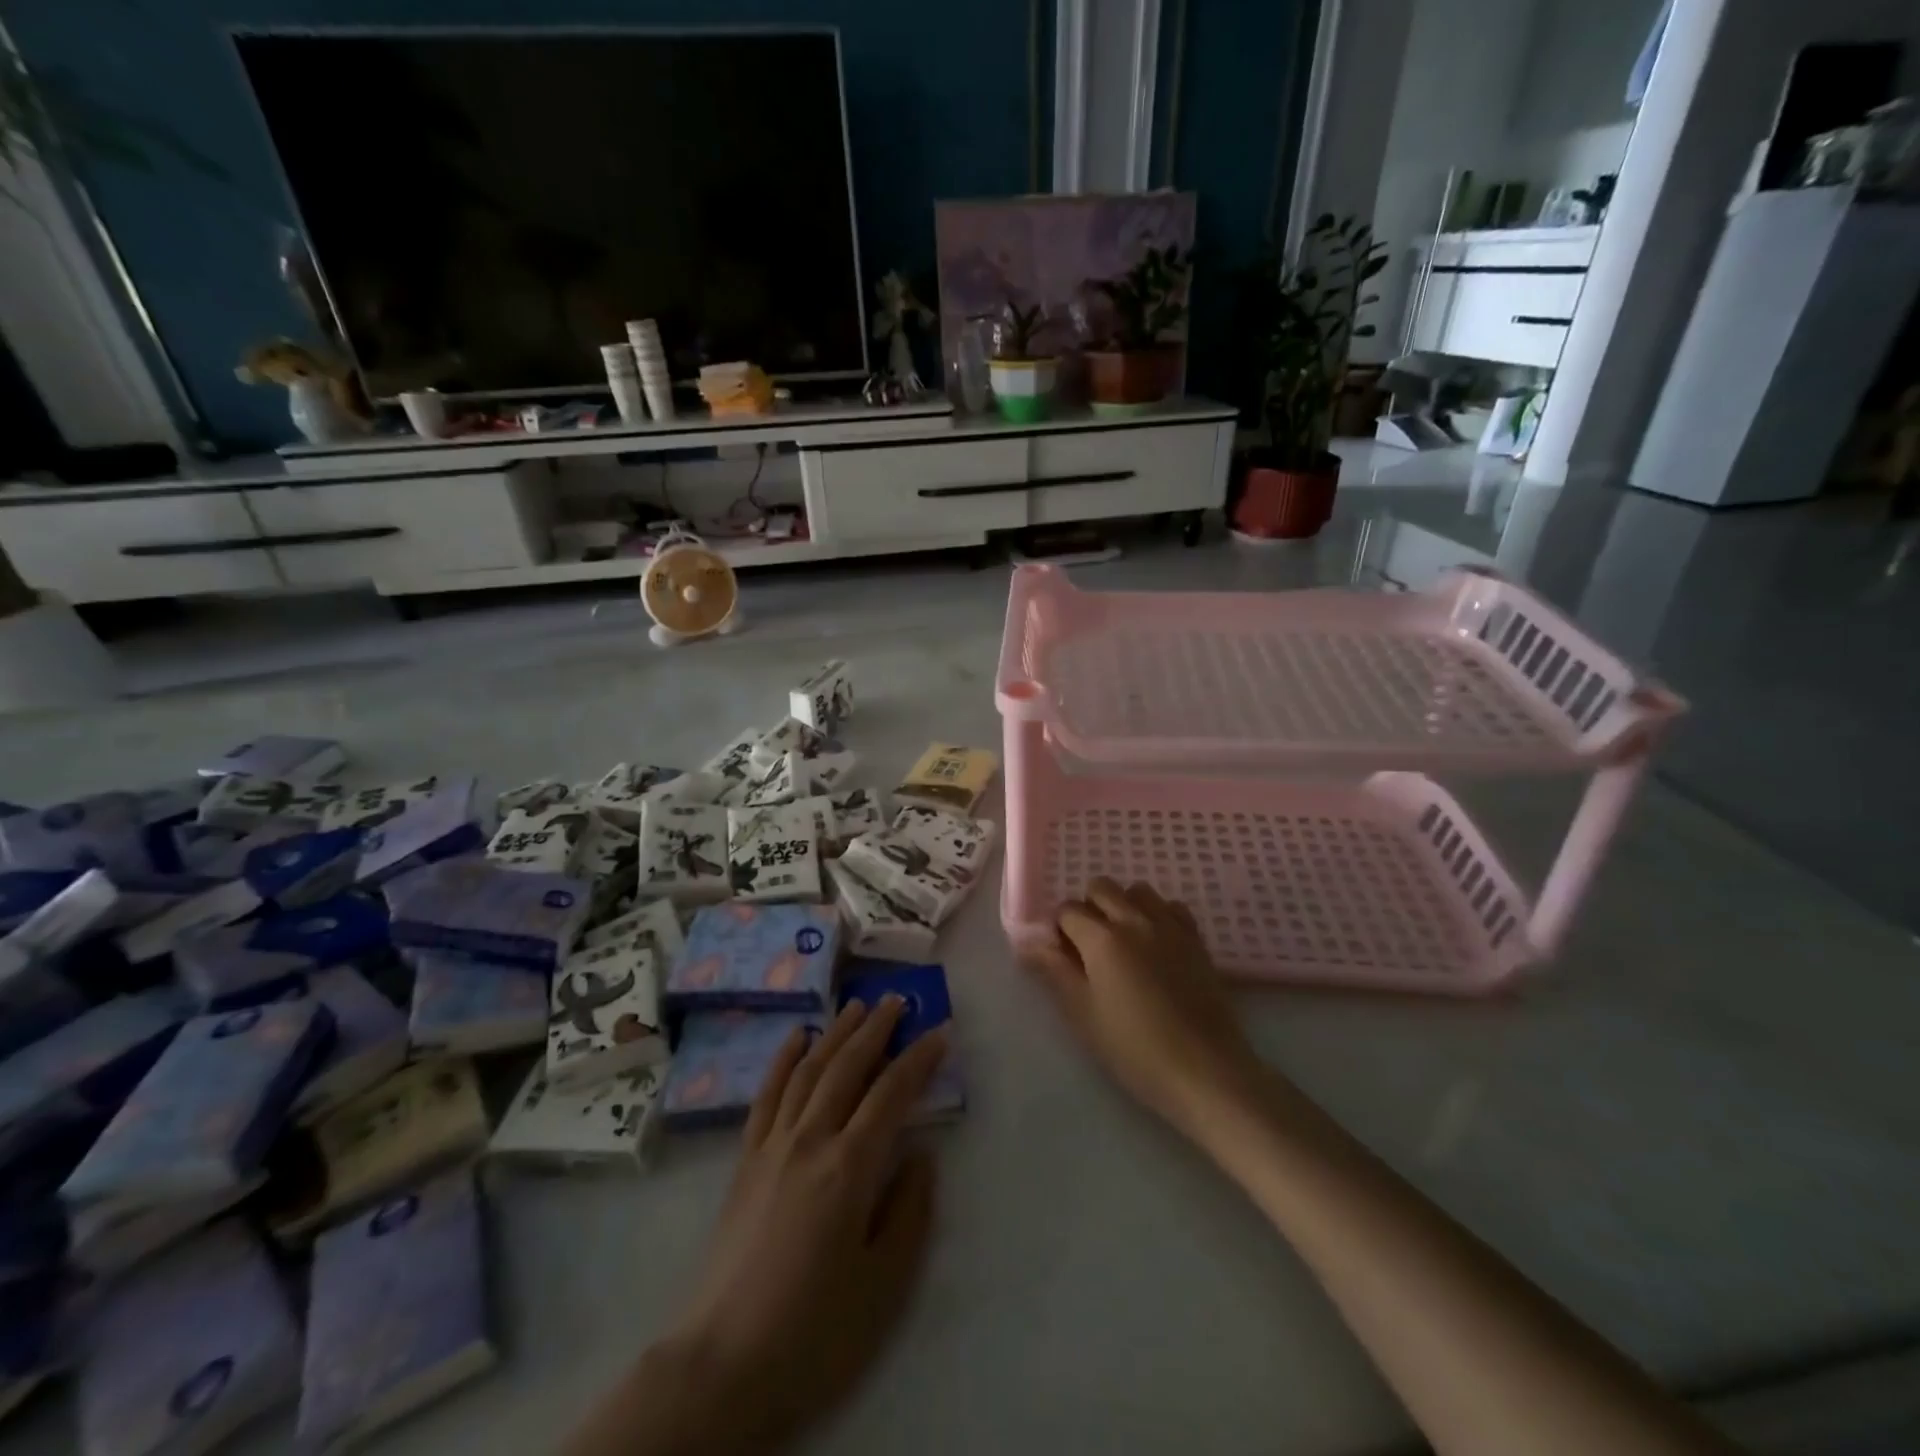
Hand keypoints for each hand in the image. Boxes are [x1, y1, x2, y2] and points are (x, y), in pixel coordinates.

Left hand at [570, 1000, 946, 1455]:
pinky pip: (767, 1094)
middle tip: (900, 999)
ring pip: (809, 1069)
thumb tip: (921, 1154)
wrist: (721, 1366)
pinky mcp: (745, 1159)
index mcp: (850, 1167)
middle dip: (877, 1028)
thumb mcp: (884, 1284)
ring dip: (836, 1032)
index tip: (940, 1031)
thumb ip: (910, 1211)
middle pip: (848, 1066)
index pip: (892, 1094)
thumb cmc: (814, 1332)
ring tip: (858, 1005)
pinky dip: (784, 1059)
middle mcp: (810, 1139)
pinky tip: (796, 1037)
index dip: (919, 1059)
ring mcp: (772, 1145)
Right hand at [1025, 877, 1263, 1134]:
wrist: (1205, 1072)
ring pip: (1138, 891)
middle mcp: (1135, 919)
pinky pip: (1171, 907)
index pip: (1067, 910)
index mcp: (1102, 938)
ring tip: (1123, 943)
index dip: (1059, 930)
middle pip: (1102, 887)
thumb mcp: (1084, 1015)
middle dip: (1088, 908)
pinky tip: (1155, 946)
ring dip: (1123, 905)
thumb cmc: (1135, 1050)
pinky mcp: (1196, 939)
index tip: (1062, 956)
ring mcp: (1170, 926)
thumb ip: (1055, 972)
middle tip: (1089, 948)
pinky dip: (1157, 915)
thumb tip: (1028, 945)